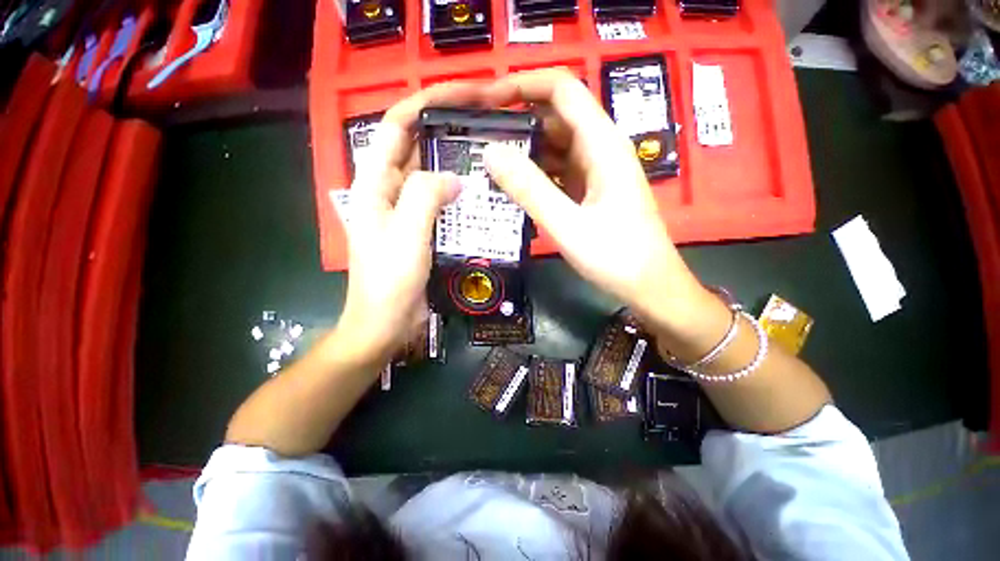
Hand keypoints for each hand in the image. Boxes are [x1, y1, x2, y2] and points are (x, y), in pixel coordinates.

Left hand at [337, 83, 486, 363]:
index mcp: (375, 184)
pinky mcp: (423, 228)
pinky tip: (481, 193)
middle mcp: (390, 190)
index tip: (462, 94)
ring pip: (432, 174)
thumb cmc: (389, 281)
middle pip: (417, 147)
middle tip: (486, 123)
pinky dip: (459, 193)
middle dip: (447, 129)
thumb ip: (424, 197)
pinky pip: (442, 201)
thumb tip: (453, 178)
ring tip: (489, 153)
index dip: (425, 103)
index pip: (396, 126)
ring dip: (456, 162)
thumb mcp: (405, 235)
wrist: (386, 321)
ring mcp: (408, 210)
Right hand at [481, 69, 710, 334]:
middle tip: (477, 139)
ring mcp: (595, 172)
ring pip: (554, 148)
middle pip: (554, 118)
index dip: (523, 86)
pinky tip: (513, 188)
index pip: (561, 90)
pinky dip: (535, 176)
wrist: (649, 286)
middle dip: (516, 123)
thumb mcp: (567, 224)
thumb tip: (491, 153)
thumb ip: (529, 188)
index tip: (486, 100)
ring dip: (523, 153)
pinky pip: (557, 173)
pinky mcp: (589, 192)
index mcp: (602, 145)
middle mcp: (599, 150)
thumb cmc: (616, 257)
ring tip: (487, 164)